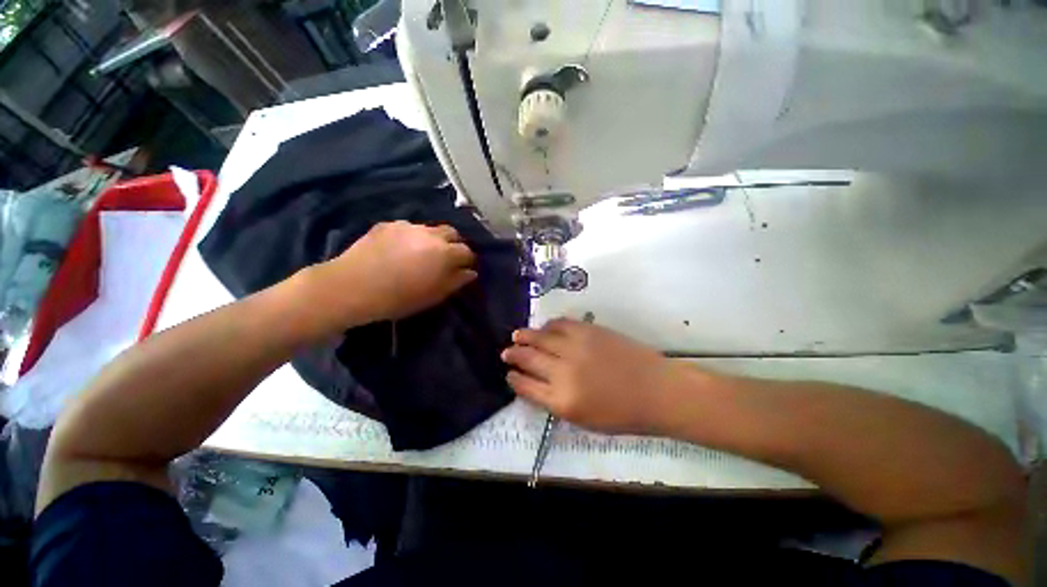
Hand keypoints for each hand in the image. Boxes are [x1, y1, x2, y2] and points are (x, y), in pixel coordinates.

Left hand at [309, 221, 476, 326]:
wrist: (352, 287)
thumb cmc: (398, 297)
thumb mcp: (433, 295)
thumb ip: (456, 281)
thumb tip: (470, 272)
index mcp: (445, 252)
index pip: (467, 251)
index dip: (468, 261)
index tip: (464, 270)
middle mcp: (430, 234)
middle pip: (452, 233)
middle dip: (454, 244)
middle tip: (447, 259)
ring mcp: (408, 226)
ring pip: (430, 229)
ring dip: (433, 239)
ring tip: (423, 253)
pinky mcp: (388, 225)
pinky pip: (408, 228)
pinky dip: (412, 237)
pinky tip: (400, 249)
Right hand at [502, 318, 684, 434]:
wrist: (656, 390)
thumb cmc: (622, 414)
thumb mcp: (583, 419)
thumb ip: (554, 402)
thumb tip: (534, 384)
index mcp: (562, 400)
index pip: (526, 386)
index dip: (514, 379)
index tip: (509, 374)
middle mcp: (564, 372)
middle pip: (528, 358)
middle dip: (513, 354)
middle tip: (506, 352)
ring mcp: (576, 348)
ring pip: (540, 337)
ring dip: (525, 336)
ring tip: (516, 335)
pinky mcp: (588, 331)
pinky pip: (560, 324)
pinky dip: (548, 326)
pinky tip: (544, 328)